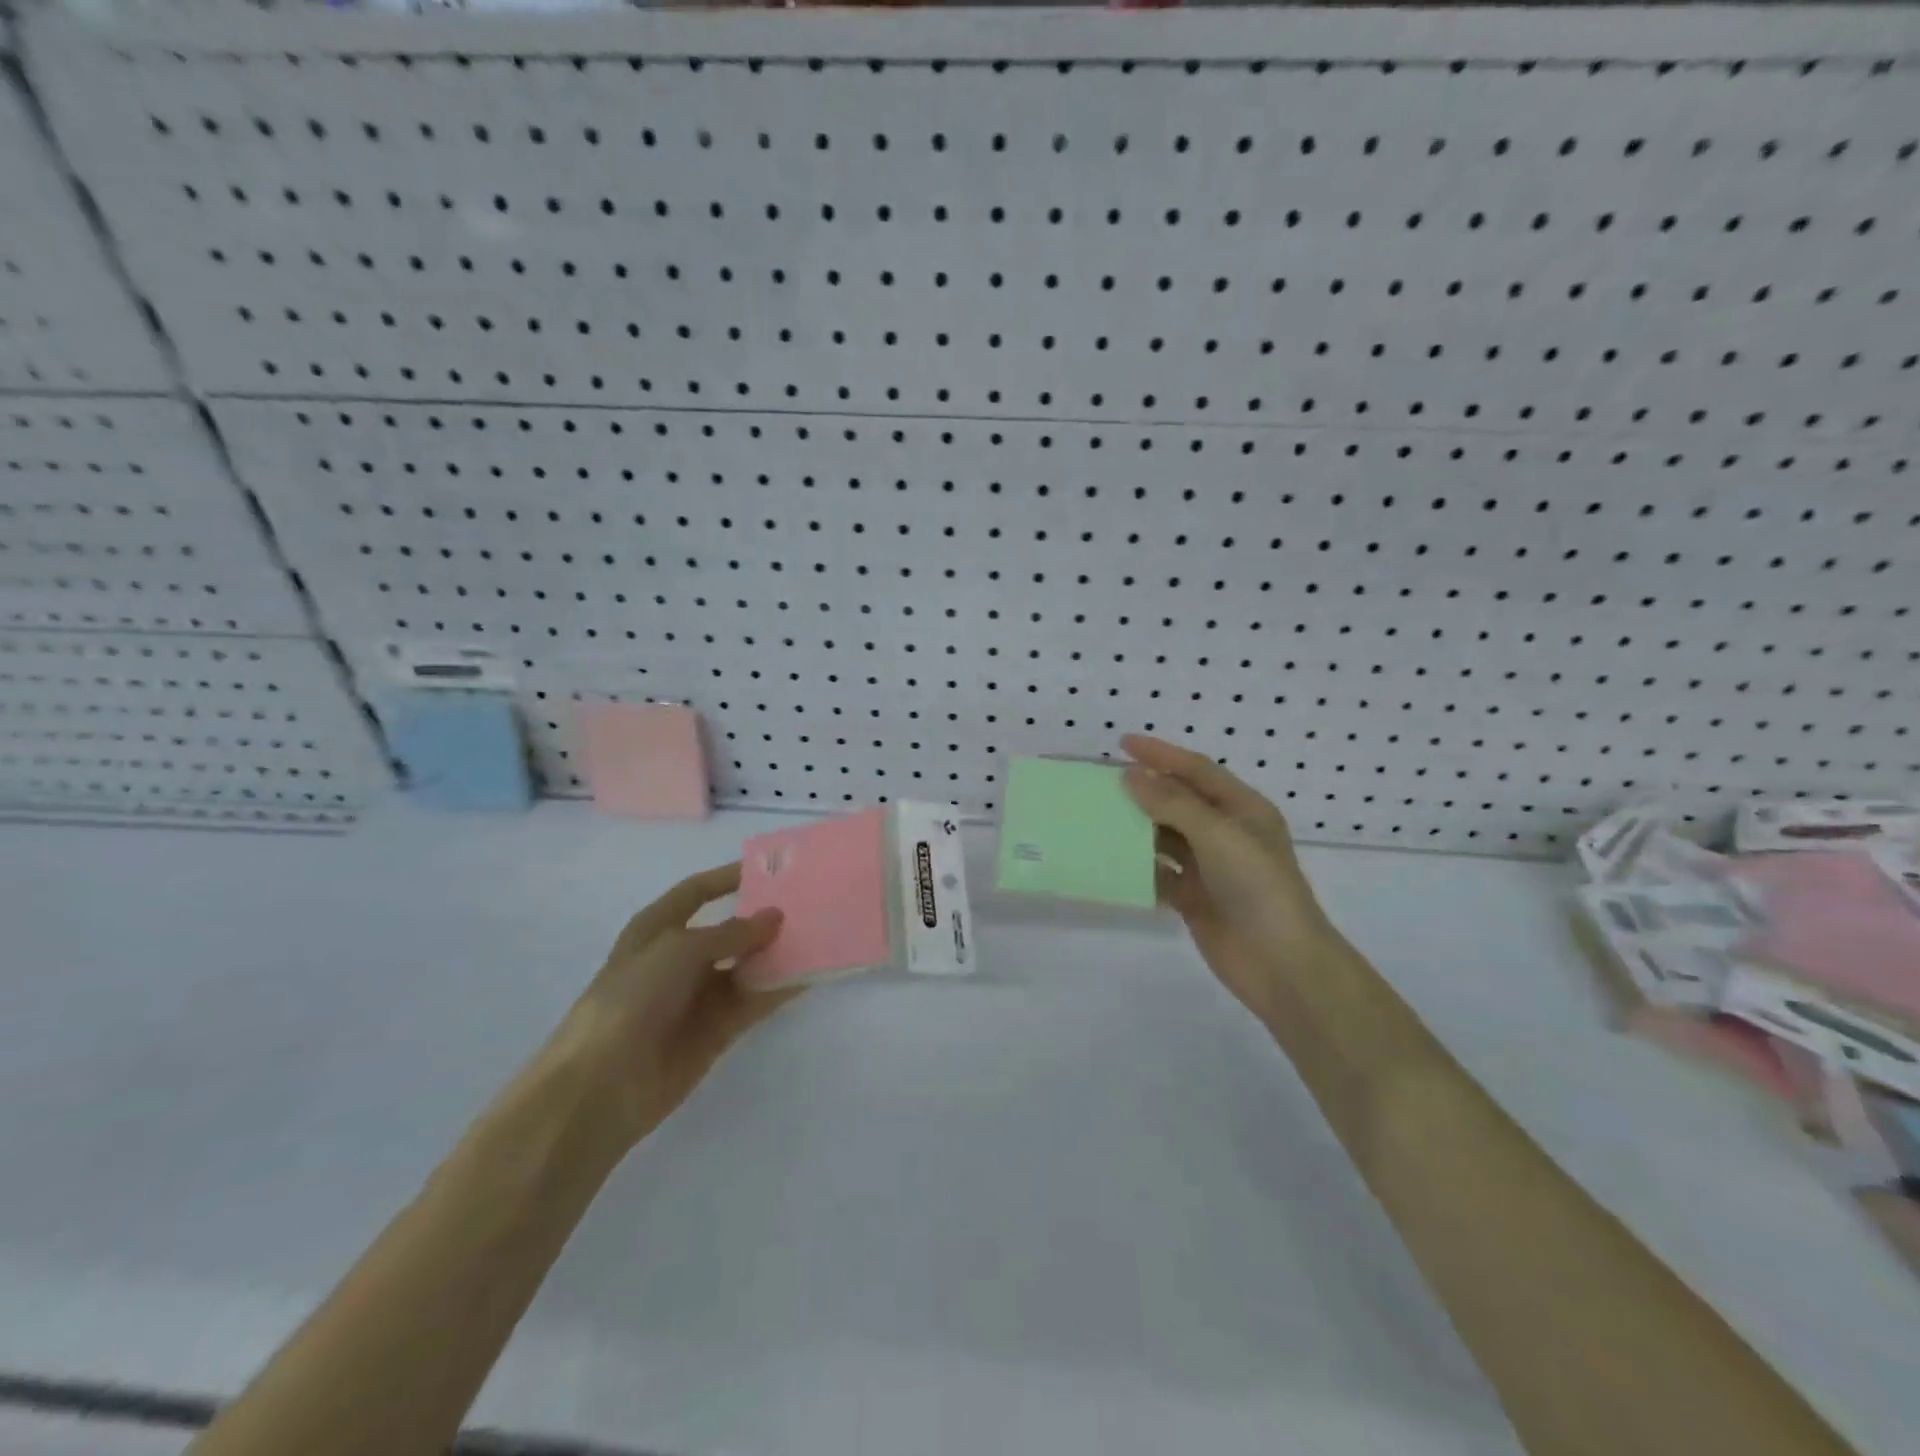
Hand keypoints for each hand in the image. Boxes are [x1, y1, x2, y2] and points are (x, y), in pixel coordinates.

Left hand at [545, 863, 792, 1151]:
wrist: (601, 1087)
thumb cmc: (631, 1000)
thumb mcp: (679, 951)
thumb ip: (731, 932)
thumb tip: (775, 916)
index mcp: (657, 929)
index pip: (697, 891)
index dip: (729, 877)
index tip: (771, 869)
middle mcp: (680, 957)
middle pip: (729, 928)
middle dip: (764, 917)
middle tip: (810, 903)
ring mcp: (699, 995)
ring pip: (748, 964)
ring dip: (777, 952)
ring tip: (820, 935)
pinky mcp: (718, 1029)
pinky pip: (755, 999)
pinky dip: (780, 987)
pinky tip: (810, 974)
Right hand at [1121, 735, 1340, 1022]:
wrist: (1281, 964)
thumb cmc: (1257, 887)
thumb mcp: (1218, 834)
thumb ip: (1172, 803)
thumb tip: (1132, 776)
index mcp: (1242, 809)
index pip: (1196, 770)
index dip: (1161, 754)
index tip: (1122, 743)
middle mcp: (1226, 834)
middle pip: (1178, 802)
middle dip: (1144, 791)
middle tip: (1102, 783)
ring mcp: (1209, 868)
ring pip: (1165, 838)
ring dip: (1137, 829)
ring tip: (1099, 818)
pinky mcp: (1194, 899)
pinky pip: (1160, 875)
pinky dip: (1138, 868)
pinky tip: (1111, 863)